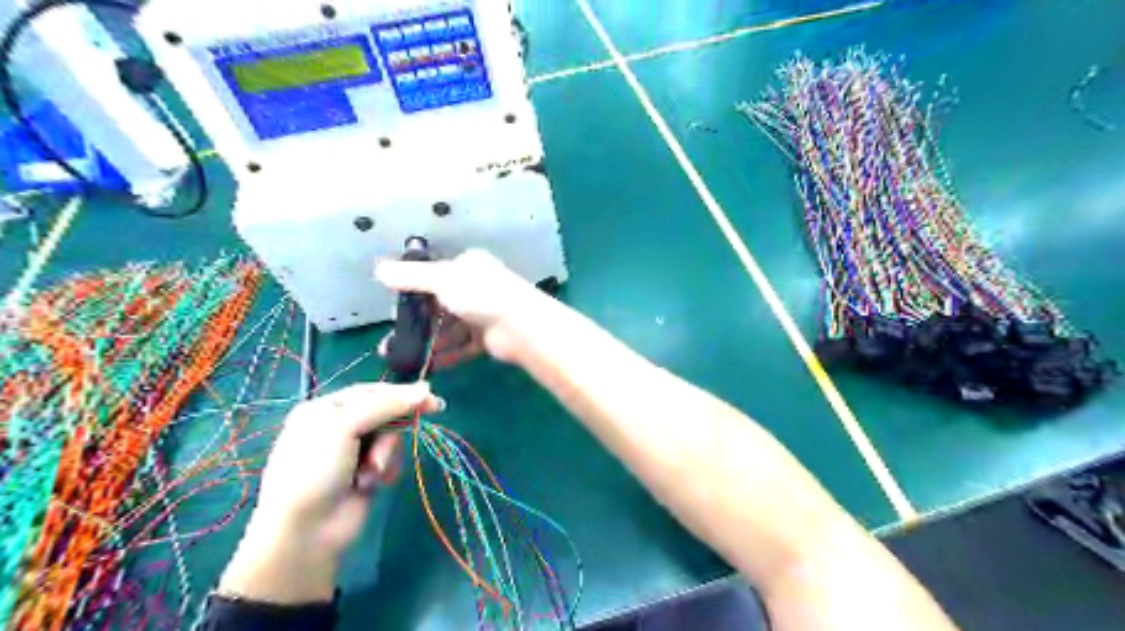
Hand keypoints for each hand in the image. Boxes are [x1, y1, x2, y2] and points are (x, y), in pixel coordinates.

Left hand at [223, 382, 439, 604]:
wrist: (305, 531)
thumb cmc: (315, 470)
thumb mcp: (345, 427)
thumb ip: (385, 405)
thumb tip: (425, 389)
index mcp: (325, 409)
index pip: (370, 391)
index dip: (400, 392)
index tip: (429, 395)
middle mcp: (338, 427)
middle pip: (384, 413)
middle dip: (395, 424)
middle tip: (425, 418)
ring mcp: (353, 452)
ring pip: (390, 438)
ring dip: (387, 452)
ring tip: (373, 470)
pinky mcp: (367, 474)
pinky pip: (390, 460)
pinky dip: (387, 469)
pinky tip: (375, 482)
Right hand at [378, 246, 550, 364]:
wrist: (520, 326)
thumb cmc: (480, 295)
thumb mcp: (441, 280)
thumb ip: (410, 277)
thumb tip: (379, 268)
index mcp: (468, 267)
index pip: (434, 276)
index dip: (413, 291)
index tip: (393, 308)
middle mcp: (476, 287)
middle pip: (440, 306)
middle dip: (417, 323)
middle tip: (392, 341)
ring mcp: (483, 314)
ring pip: (450, 329)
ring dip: (430, 341)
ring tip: (406, 357)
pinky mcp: (489, 337)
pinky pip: (463, 346)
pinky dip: (448, 355)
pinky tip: (429, 365)